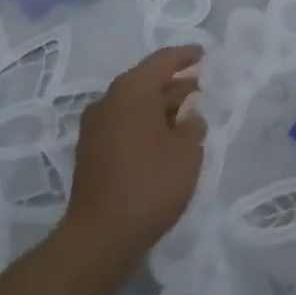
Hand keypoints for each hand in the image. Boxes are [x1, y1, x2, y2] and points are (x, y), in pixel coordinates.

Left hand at [64, 45, 205, 257]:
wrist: (100, 239)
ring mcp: (95, 129)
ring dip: (161, 108)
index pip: (163, 60)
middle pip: (147, 82)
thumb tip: (190, 114)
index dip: (186, 55)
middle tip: (203, 91)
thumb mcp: (187, 149)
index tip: (205, 55)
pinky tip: (166, 140)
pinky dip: (145, 125)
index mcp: (132, 90)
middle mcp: (108, 101)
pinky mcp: (90, 153)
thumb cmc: (150, 183)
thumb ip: (194, 122)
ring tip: (188, 118)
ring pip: (135, 105)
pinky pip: (124, 124)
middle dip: (176, 86)